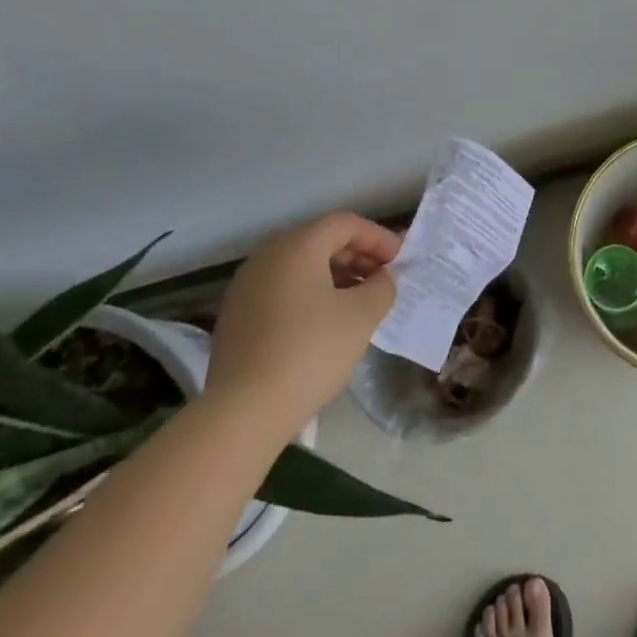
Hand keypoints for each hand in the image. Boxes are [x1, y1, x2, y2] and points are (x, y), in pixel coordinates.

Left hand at [206, 212, 399, 423]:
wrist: (242, 411)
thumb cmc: (310, 351)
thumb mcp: (362, 316)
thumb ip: (381, 287)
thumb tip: (381, 279)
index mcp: (297, 245)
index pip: (345, 224)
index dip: (378, 238)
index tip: (400, 261)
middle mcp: (267, 255)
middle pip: (320, 240)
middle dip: (357, 256)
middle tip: (382, 280)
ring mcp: (246, 285)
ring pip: (300, 266)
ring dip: (334, 276)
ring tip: (358, 303)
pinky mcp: (236, 315)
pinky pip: (281, 289)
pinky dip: (309, 294)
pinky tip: (325, 323)